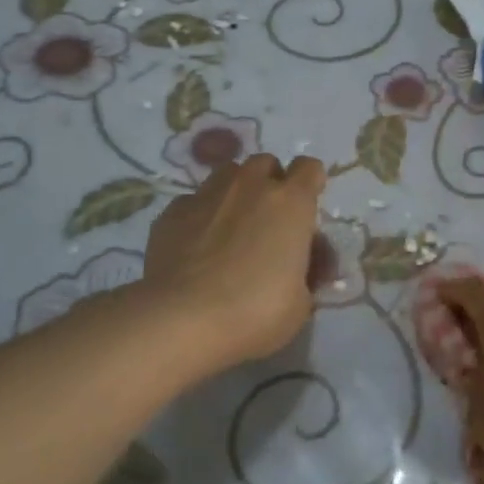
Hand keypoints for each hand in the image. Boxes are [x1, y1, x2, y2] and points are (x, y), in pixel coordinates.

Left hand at [142, 153, 325, 374]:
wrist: (182, 320)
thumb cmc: (255, 311)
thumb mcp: (300, 303)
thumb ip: (304, 275)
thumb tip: (299, 270)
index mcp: (291, 202)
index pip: (310, 168)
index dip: (311, 183)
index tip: (307, 207)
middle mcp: (251, 186)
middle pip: (266, 164)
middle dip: (271, 184)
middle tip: (269, 220)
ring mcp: (208, 194)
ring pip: (228, 174)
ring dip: (236, 192)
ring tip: (232, 226)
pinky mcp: (172, 212)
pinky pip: (194, 201)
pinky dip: (201, 215)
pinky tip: (197, 245)